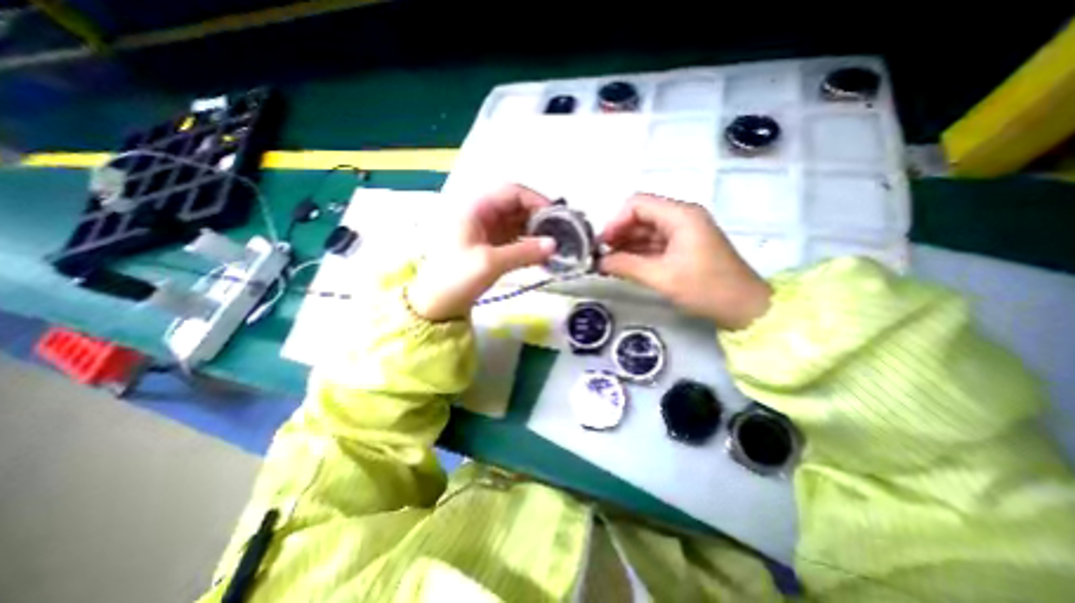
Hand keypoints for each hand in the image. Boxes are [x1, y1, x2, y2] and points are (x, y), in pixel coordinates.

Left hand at [403, 183, 553, 321]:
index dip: (536, 200)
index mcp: (475, 207)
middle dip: (538, 217)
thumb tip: (555, 245)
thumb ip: (524, 252)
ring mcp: (485, 230)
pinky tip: (541, 254)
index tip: (557, 216)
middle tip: (560, 232)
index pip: (511, 192)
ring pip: (516, 223)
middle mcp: (481, 213)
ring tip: (555, 244)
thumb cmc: (456, 278)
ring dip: (535, 232)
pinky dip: (527, 244)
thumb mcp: (490, 263)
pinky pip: (513, 238)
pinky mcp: (489, 245)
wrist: (436, 304)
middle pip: (516, 206)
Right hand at [600, 194, 768, 329]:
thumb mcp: (661, 277)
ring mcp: (684, 232)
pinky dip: (638, 253)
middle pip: (641, 216)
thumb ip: (626, 265)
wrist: (745, 308)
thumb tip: (599, 261)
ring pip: (646, 231)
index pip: (638, 204)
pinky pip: (655, 244)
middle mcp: (681, 217)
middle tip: (601, 256)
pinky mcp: (684, 247)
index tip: (601, 244)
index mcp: (680, 215)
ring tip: (608, 263)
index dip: (615, 221)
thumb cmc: (705, 288)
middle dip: (619, 234)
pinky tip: (624, 266)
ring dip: (627, 245)